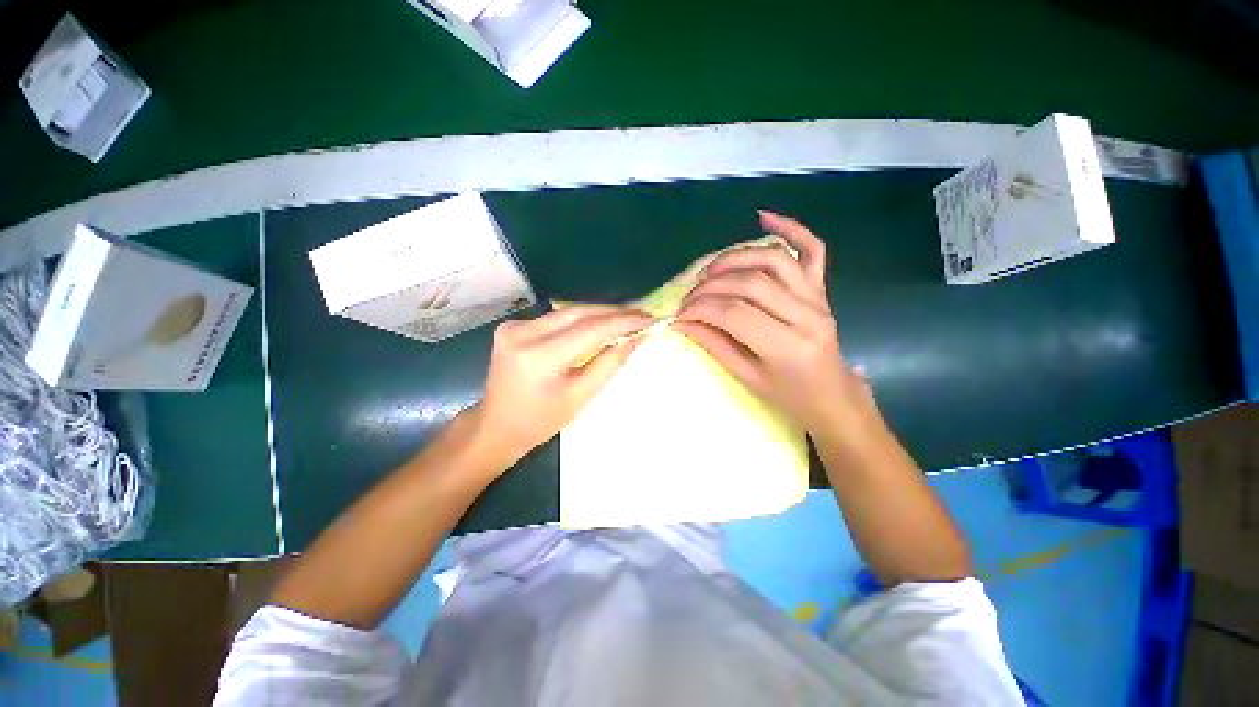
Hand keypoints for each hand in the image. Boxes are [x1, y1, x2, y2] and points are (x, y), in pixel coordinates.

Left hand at [474, 305, 652, 462]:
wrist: (496, 426)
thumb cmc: (540, 421)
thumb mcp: (580, 396)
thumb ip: (609, 363)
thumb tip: (635, 337)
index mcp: (539, 357)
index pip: (590, 329)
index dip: (623, 321)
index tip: (649, 318)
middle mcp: (522, 333)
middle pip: (579, 312)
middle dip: (613, 312)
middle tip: (641, 314)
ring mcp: (514, 326)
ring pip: (568, 311)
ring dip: (599, 313)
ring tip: (626, 317)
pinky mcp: (513, 326)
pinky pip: (556, 317)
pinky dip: (580, 319)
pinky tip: (599, 323)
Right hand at [676, 211, 868, 434]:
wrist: (831, 394)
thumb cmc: (788, 395)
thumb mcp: (747, 378)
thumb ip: (715, 345)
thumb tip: (682, 323)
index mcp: (788, 346)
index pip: (735, 314)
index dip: (701, 309)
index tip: (679, 314)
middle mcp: (807, 315)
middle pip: (751, 283)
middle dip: (711, 286)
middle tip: (688, 297)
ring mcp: (817, 297)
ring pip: (773, 259)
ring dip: (735, 258)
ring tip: (709, 271)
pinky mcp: (820, 288)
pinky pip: (811, 249)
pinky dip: (791, 228)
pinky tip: (763, 218)